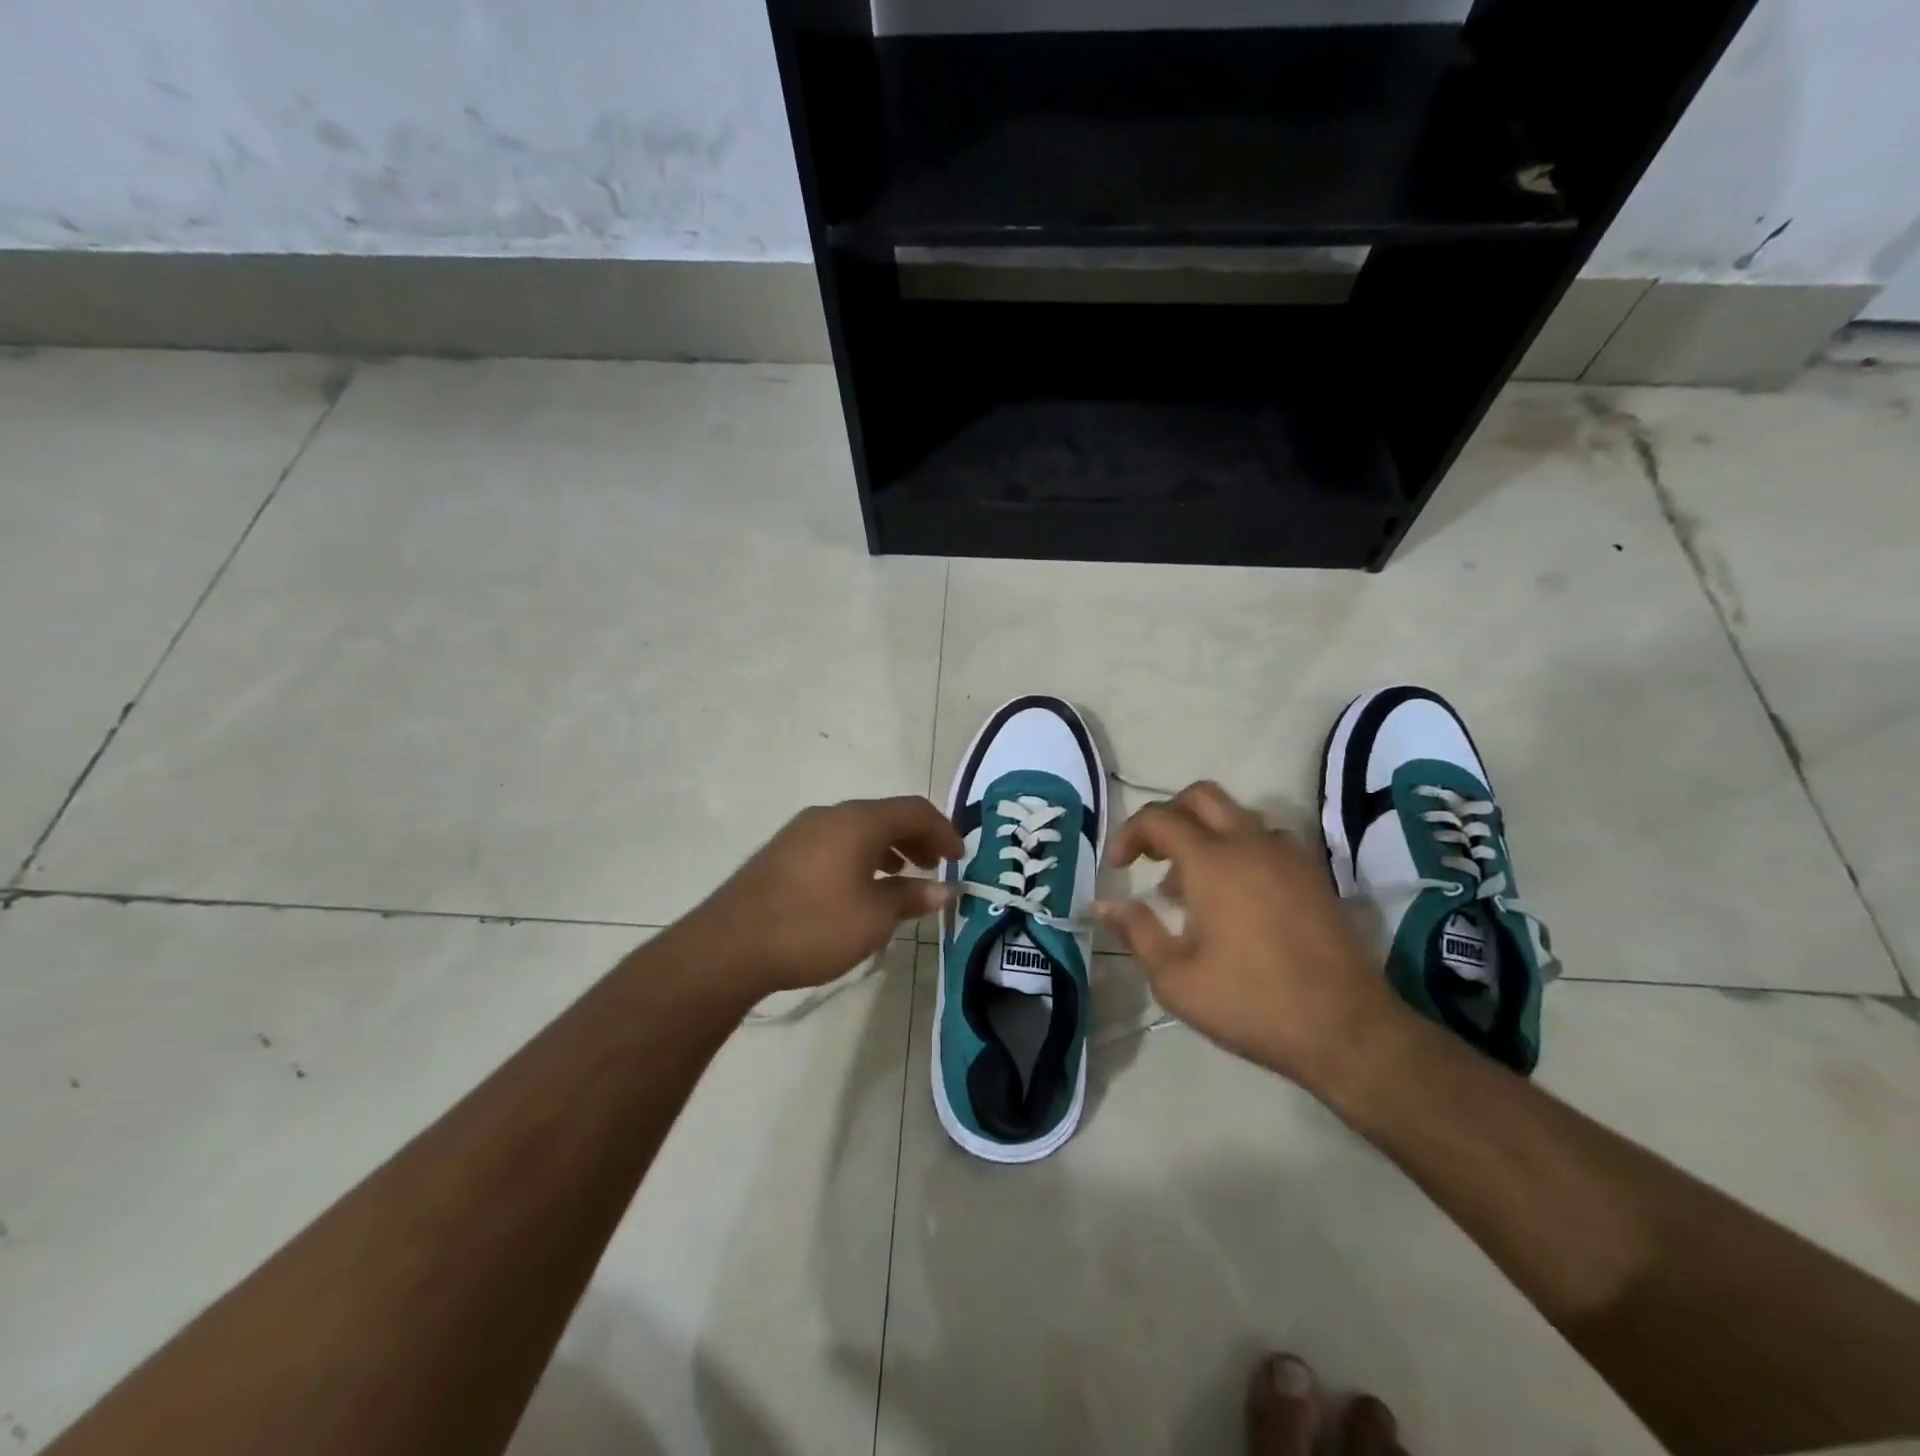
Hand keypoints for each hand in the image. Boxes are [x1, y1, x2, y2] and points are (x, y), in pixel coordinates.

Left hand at [676, 796, 961, 997]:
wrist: (730, 946)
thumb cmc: (813, 927)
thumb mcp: (873, 917)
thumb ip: (911, 897)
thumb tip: (944, 889)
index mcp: (857, 821)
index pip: (914, 810)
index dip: (943, 830)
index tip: (960, 856)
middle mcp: (830, 815)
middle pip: (885, 816)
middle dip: (916, 838)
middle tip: (935, 865)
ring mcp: (801, 832)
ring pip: (858, 829)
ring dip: (887, 848)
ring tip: (902, 876)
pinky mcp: (782, 852)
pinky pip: (835, 842)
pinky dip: (859, 856)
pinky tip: (858, 888)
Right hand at [1094, 781, 1402, 1089]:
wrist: (1348, 1030)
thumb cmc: (1252, 1003)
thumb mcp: (1176, 979)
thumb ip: (1137, 932)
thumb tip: (1105, 904)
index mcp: (1213, 862)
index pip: (1159, 818)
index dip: (1129, 834)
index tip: (1118, 867)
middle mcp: (1251, 844)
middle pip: (1201, 796)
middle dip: (1167, 816)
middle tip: (1151, 855)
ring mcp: (1289, 856)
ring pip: (1237, 816)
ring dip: (1204, 835)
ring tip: (1187, 887)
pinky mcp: (1314, 875)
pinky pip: (1265, 840)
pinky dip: (1238, 850)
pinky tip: (1233, 899)